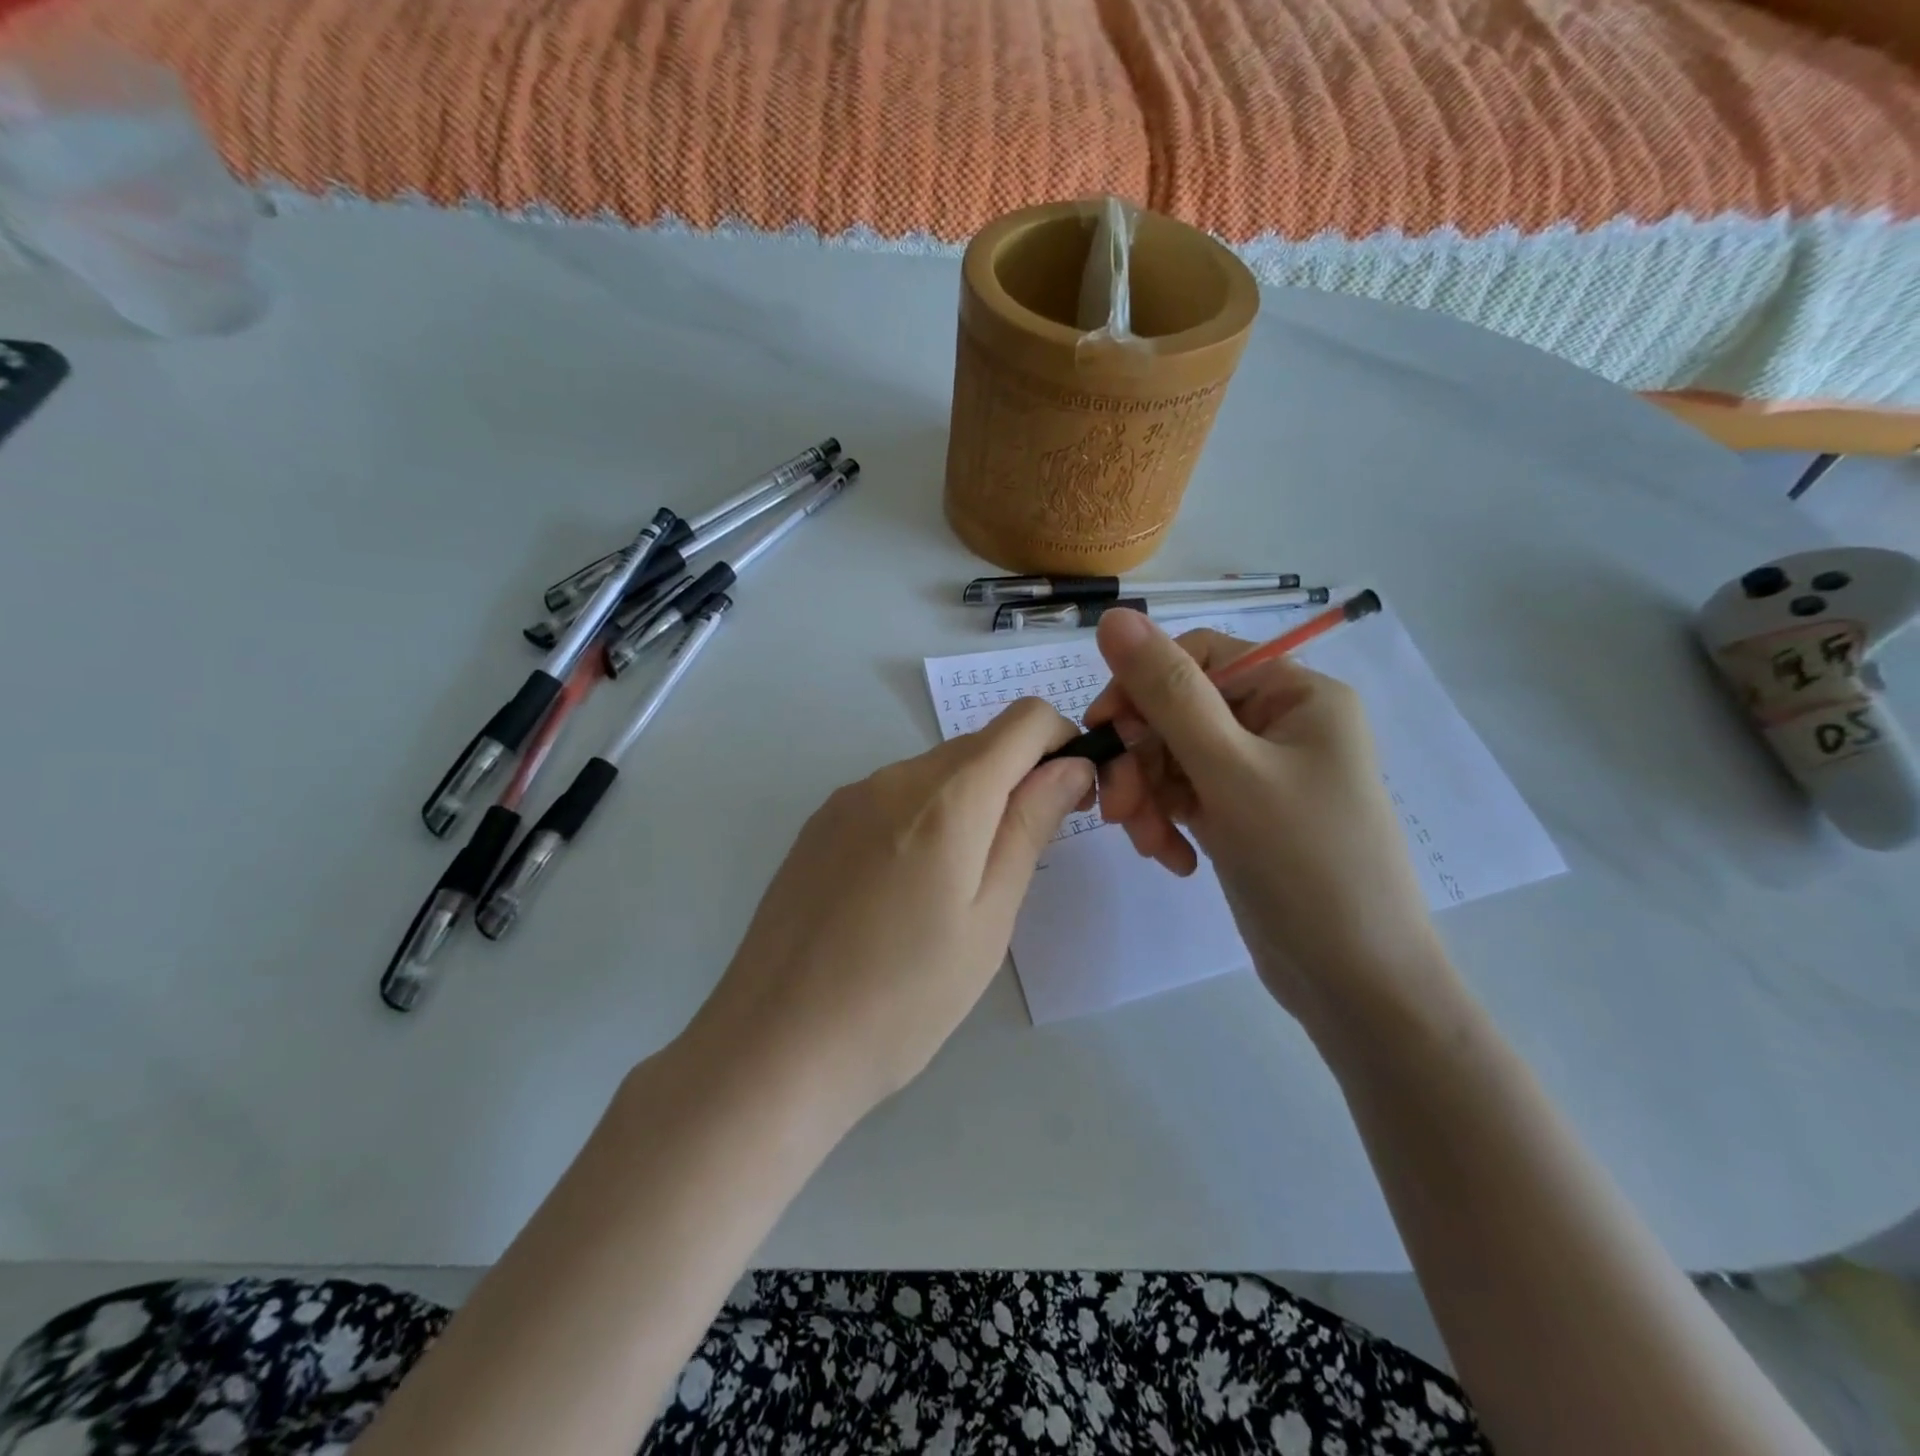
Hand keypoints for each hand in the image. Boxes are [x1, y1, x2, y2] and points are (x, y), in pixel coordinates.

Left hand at [685, 698, 1093, 1127]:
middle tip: (1019, 858)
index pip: (1024, 720)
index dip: (1061, 743)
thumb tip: (1071, 765)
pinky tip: (903, 889)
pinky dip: (922, 817)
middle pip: (978, 745)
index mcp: (947, 796)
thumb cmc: (905, 998)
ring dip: (967, 802)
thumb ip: (1030, 827)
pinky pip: (891, 796)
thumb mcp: (989, 918)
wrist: (776, 1044)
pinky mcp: (819, 824)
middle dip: (1017, 779)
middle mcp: (894, 776)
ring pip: (934, 772)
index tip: (1068, 800)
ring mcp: (848, 797)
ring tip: (955, 887)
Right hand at [1083, 609, 1452, 1027]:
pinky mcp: (1243, 815)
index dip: (1142, 687)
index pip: (1196, 659)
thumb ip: (1168, 692)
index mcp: (1296, 695)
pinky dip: (1168, 822)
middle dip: (1142, 761)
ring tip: (1150, 845)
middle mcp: (1279, 725)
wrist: (1355, 984)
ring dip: (1149, 798)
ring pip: (1172, 759)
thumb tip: (1114, 617)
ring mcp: (1260, 774)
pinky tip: (1174, 860)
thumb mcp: (1230, 770)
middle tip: (1117, 810)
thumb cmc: (1306, 864)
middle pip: (1178, 714)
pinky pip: (1185, 797)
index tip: (1103, 730)